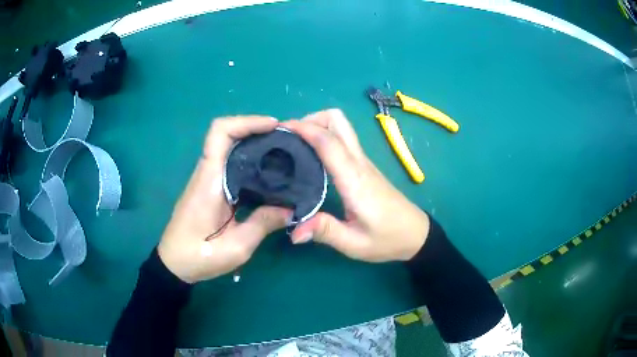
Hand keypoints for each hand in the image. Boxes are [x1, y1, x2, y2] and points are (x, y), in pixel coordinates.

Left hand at [158, 116, 289, 282]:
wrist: (173, 263)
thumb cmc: (199, 256)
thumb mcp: (236, 247)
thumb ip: (262, 225)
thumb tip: (290, 209)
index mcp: (210, 180)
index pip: (220, 133)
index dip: (247, 121)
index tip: (273, 126)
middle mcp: (206, 173)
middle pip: (227, 135)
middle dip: (256, 129)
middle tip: (285, 139)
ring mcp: (206, 179)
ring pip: (228, 147)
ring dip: (253, 142)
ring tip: (282, 152)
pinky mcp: (208, 188)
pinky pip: (228, 163)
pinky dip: (248, 158)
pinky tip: (267, 172)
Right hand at [282, 109, 429, 261]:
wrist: (416, 234)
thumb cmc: (388, 239)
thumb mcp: (355, 244)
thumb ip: (325, 232)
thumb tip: (293, 231)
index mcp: (354, 179)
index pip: (328, 142)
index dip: (304, 129)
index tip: (280, 127)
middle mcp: (359, 163)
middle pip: (338, 120)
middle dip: (311, 119)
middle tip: (289, 136)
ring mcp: (363, 163)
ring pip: (341, 127)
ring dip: (317, 126)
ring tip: (295, 144)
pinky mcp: (364, 167)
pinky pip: (343, 141)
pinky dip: (324, 137)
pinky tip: (311, 156)